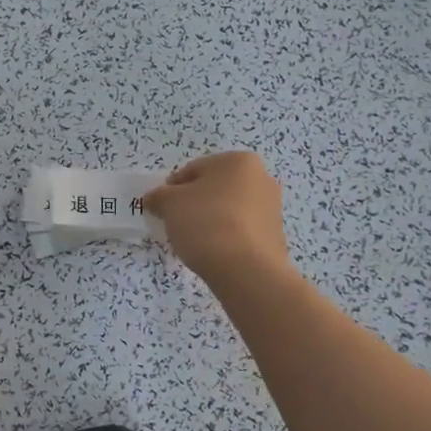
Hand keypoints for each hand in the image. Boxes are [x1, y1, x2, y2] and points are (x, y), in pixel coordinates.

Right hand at [143, 152, 288, 285]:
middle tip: (176, 225)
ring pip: (228, 210)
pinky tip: (214, 252)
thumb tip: (155, 199)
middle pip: (214, 189)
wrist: (246, 270)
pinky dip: (226, 237)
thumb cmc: (206, 223)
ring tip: (195, 242)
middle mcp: (262, 178)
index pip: (193, 170)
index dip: (171, 189)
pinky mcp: (275, 235)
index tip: (161, 209)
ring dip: (210, 220)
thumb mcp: (169, 204)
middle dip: (193, 204)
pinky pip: (241, 230)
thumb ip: (158, 196)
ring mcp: (272, 208)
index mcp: (238, 161)